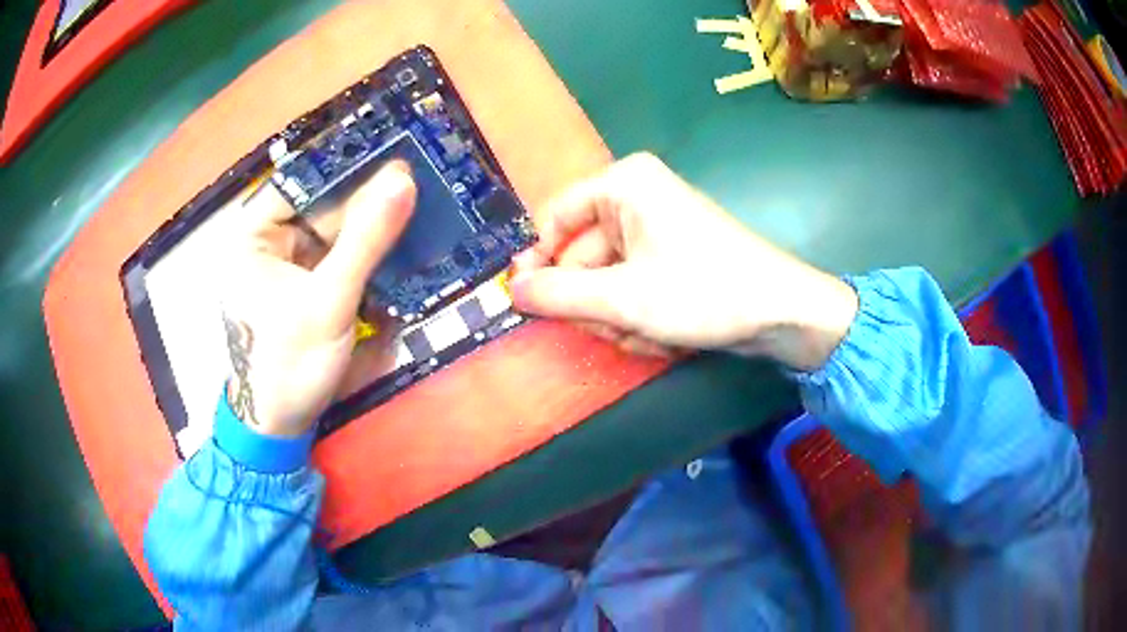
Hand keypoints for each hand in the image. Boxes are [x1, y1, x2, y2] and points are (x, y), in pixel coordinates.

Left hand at [219, 162, 415, 435]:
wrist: (282, 427)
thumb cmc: (289, 364)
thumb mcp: (327, 301)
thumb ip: (365, 241)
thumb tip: (403, 179)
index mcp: (253, 237)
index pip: (299, 182)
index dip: (342, 164)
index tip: (389, 148)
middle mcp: (269, 242)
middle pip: (320, 204)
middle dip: (364, 195)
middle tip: (416, 176)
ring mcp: (290, 265)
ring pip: (334, 230)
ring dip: (370, 222)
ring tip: (416, 199)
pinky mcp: (309, 286)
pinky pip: (340, 255)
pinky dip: (367, 250)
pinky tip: (399, 238)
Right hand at [510, 153, 857, 370]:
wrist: (781, 313)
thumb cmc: (704, 293)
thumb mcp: (623, 298)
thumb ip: (559, 295)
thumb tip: (511, 292)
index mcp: (623, 183)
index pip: (553, 219)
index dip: (540, 263)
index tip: (532, 305)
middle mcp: (636, 196)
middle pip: (580, 255)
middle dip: (594, 302)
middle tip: (615, 327)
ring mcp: (655, 227)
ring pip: (605, 279)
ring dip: (617, 316)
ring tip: (648, 333)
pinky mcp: (670, 255)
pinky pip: (631, 286)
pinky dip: (638, 316)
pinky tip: (663, 334)